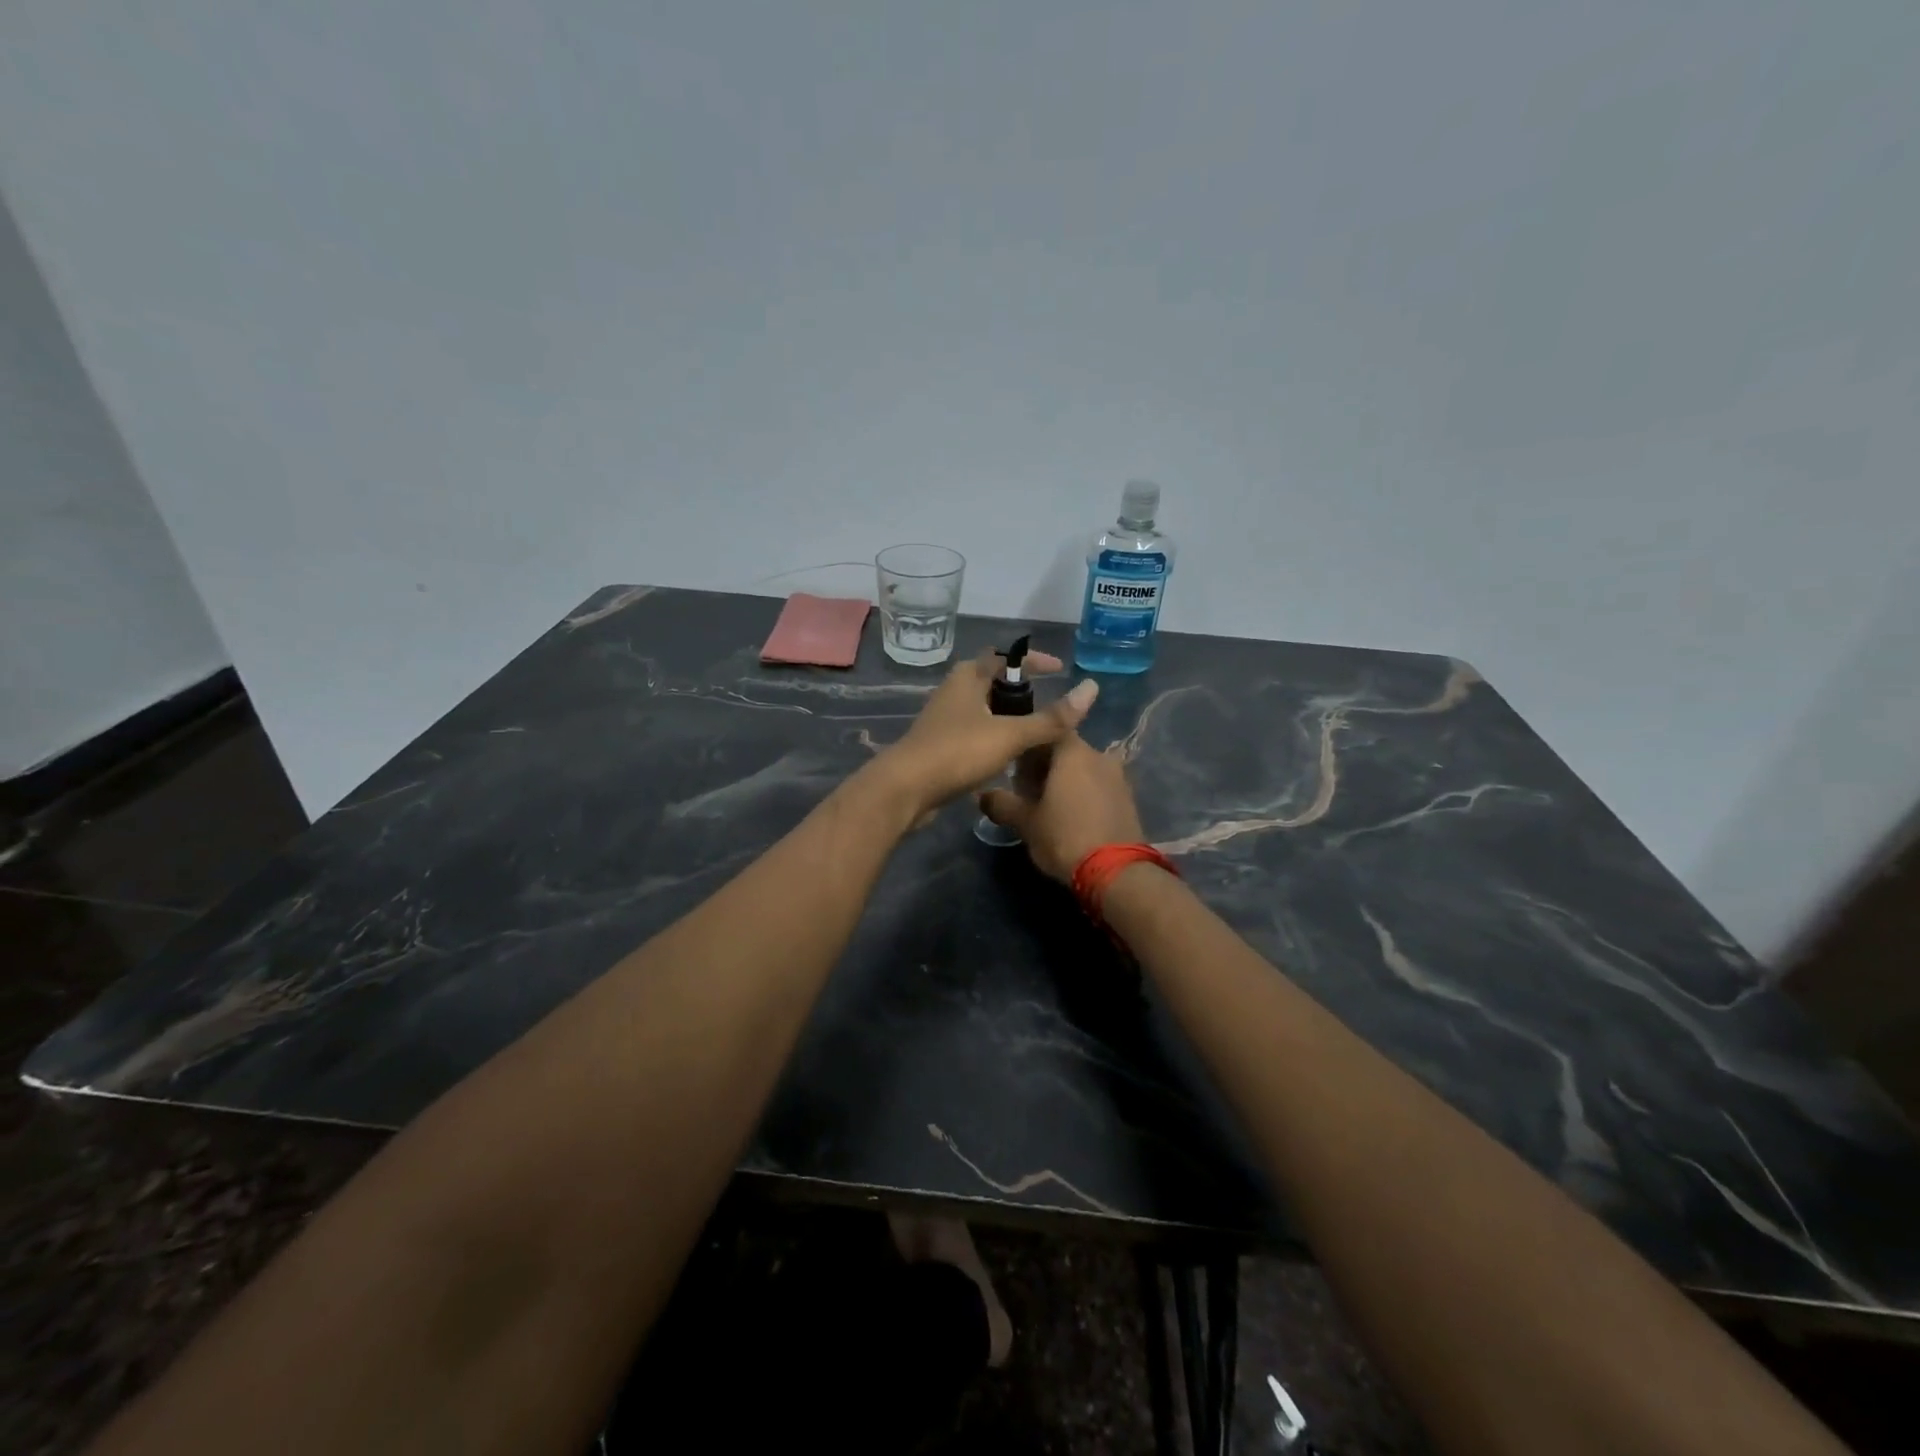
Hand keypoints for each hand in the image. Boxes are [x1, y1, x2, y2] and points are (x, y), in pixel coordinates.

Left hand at [876, 649, 1099, 817]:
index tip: (1060, 670)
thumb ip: (1050, 718)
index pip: (1005, 656)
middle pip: (992, 682)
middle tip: (1049, 705)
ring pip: (983, 709)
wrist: (905, 790)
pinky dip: (995, 737)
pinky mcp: (940, 745)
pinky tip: (1009, 756)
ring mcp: (944, 719)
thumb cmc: (957, 752)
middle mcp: (954, 691)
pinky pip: (975, 733)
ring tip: (1035, 732)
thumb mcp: (1010, 734)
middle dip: (1021, 690)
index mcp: (968, 677)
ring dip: (1008, 716)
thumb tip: (1091, 690)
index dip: (1034, 661)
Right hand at [977, 732, 1145, 882]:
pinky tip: (1072, 816)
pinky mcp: (1129, 799)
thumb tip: (982, 796)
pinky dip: (1084, 794)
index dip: (1028, 748)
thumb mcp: (1025, 822)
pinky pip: (1099, 786)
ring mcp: (1118, 777)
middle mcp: (1099, 755)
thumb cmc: (1064, 837)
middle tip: (1026, 790)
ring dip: (1066, 781)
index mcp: (1073, 752)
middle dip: (1045, 766)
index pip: (1047, 732)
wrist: (1116, 873)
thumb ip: (1002, 804)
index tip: (1014, 768)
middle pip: (1066, 751)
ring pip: (1084, 769)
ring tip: (1048, 806)